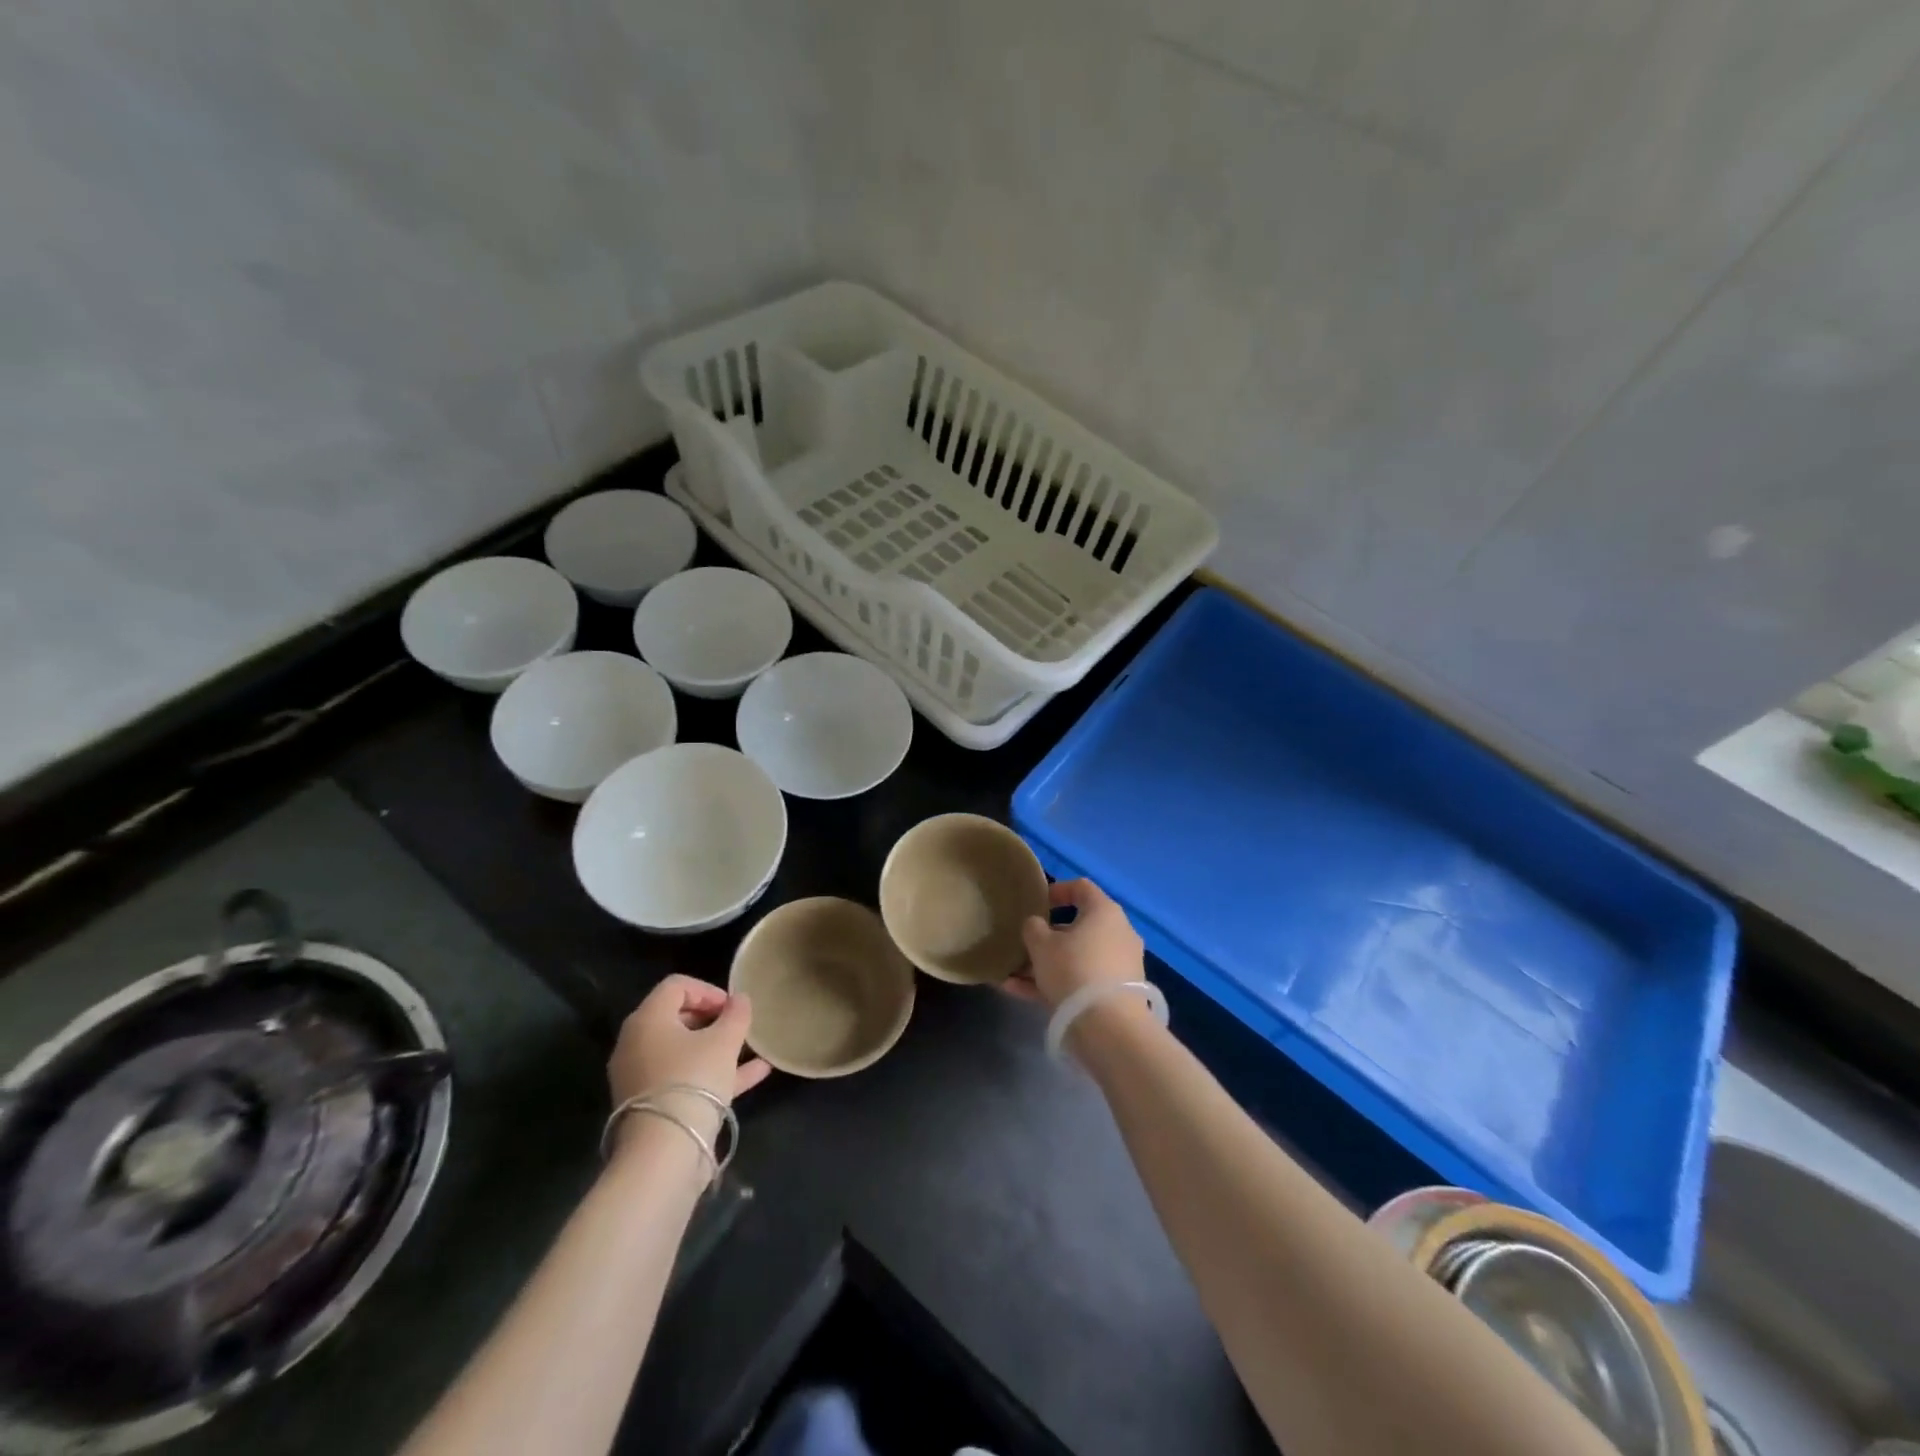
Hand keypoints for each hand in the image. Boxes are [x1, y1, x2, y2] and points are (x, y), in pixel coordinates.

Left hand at [608, 976, 770, 1119]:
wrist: (664, 1153)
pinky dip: (713, 1072)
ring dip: (716, 1046)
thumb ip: (736, 1015)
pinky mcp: (650, 1105)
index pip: (677, 986)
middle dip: (713, 1019)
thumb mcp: (724, 1042)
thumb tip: (740, 999)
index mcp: (647, 1019)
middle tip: (738, 1027)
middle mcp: (636, 1044)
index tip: (733, 1007)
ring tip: (750, 1048)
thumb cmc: (693, 1081)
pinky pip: (684, 1077)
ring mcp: (641, 1077)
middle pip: (677, 1017)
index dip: (709, 990)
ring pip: (683, 1050)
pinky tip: (755, 1073)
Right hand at [1007, 879, 1143, 1010]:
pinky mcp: (1117, 994)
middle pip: (1079, 927)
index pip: (1081, 888)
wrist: (1109, 1026)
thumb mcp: (1041, 944)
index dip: (1057, 890)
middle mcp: (1118, 933)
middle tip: (1024, 944)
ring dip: (1046, 964)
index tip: (1037, 903)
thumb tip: (1037, 925)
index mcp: (1104, 912)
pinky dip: (1055, 985)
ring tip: (1013, 975)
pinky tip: (1019, 993)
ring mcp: (1120, 965)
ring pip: (1077, 958)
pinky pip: (1081, 982)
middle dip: (1048, 936)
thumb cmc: (1073, 969)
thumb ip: (1033, 928)